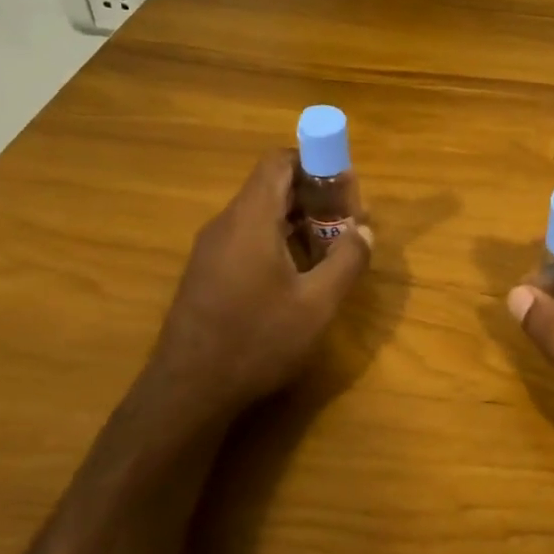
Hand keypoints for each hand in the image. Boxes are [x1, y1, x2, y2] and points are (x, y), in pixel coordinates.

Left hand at [145, 150, 372, 423]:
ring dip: (298, 223)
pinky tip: (296, 277)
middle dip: (314, 197)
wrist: (188, 391)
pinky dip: (276, 242)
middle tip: (346, 225)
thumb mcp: (317, 305)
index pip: (278, 162)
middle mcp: (226, 224)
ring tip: (329, 252)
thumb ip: (347, 261)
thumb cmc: (257, 340)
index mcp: (250, 219)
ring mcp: (210, 249)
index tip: (345, 189)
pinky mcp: (205, 273)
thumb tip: (364, 231)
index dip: (315, 163)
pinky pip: (246, 238)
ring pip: (259, 215)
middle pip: (271, 187)